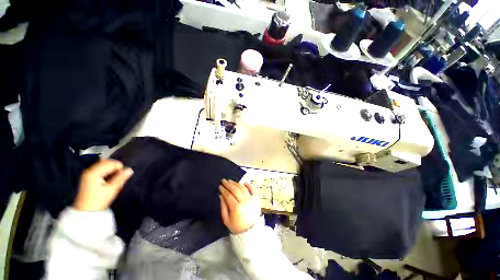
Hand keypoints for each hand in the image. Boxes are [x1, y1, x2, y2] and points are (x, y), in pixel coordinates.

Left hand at [73, 159, 132, 210]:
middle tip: (119, 176)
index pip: (111, 163)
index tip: (123, 176)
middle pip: (106, 162)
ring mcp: (87, 173)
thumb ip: (121, 178)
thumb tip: (130, 169)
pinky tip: (108, 178)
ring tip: (115, 177)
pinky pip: (99, 168)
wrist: (86, 211)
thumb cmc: (99, 200)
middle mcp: (89, 170)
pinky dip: (106, 171)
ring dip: (111, 168)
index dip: (119, 168)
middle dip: (115, 167)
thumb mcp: (112, 189)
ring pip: (103, 164)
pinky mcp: (88, 177)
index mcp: (94, 173)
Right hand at [219, 179, 260, 233]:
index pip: (228, 195)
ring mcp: (251, 199)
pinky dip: (248, 185)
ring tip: (231, 181)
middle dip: (229, 184)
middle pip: (235, 189)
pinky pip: (252, 189)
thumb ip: (223, 206)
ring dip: (236, 183)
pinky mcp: (256, 199)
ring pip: (243, 188)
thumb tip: (221, 195)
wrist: (250, 231)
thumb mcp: (226, 219)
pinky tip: (243, 182)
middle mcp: (244, 201)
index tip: (220, 186)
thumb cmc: (236, 226)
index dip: (223, 190)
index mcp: (236, 208)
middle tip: (224, 180)